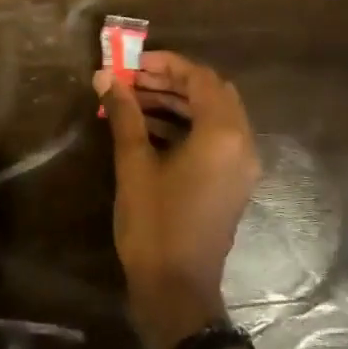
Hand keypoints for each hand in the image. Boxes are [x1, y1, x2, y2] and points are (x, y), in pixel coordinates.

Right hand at [94, 51, 259, 348]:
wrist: (176, 287)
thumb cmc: (154, 222)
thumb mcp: (134, 163)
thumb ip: (124, 114)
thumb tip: (105, 77)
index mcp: (223, 134)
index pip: (200, 79)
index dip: (166, 64)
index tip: (131, 61)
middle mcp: (242, 144)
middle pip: (212, 93)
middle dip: (172, 81)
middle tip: (132, 78)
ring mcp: (241, 166)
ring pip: (213, 116)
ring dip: (177, 102)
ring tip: (134, 99)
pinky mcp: (232, 183)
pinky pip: (214, 139)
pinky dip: (186, 125)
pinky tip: (149, 128)